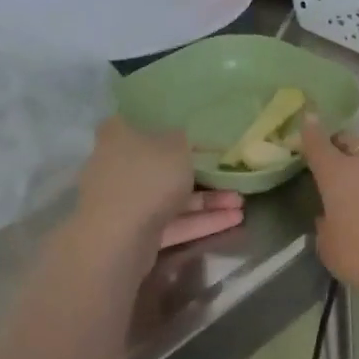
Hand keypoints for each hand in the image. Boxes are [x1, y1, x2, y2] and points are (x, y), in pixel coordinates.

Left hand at [68, 118, 243, 255]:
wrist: (118, 238)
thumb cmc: (147, 177)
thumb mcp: (177, 145)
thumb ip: (186, 138)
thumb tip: (186, 137)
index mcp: (119, 136)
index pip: (141, 120)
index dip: (169, 123)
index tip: (196, 126)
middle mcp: (118, 166)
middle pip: (162, 163)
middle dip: (199, 171)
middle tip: (228, 170)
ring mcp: (126, 202)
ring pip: (172, 197)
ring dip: (207, 200)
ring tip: (241, 202)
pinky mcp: (136, 232)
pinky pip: (173, 222)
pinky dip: (200, 221)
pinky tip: (234, 220)